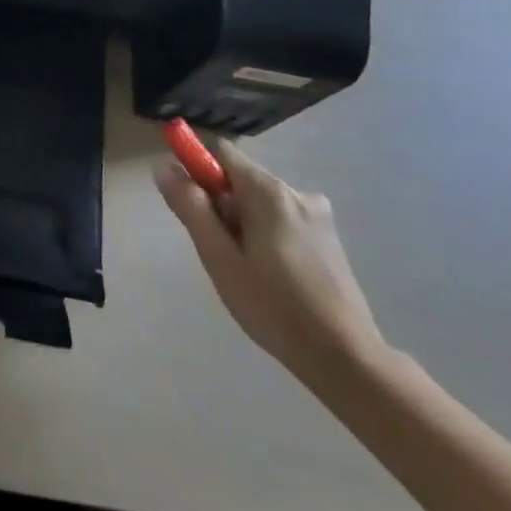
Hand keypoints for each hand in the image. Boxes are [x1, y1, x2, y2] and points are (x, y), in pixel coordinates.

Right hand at [154, 137, 385, 383]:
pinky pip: (281, 219)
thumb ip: (191, 207)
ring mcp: (317, 216)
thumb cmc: (274, 307)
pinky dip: (265, 235)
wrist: (346, 359)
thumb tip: (164, 166)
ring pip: (260, 202)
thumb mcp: (219, 258)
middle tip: (218, 251)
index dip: (196, 167)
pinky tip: (270, 276)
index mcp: (268, 191)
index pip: (221, 152)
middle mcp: (296, 192)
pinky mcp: (328, 238)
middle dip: (220, 205)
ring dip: (242, 223)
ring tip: (245, 270)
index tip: (188, 203)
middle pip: (240, 179)